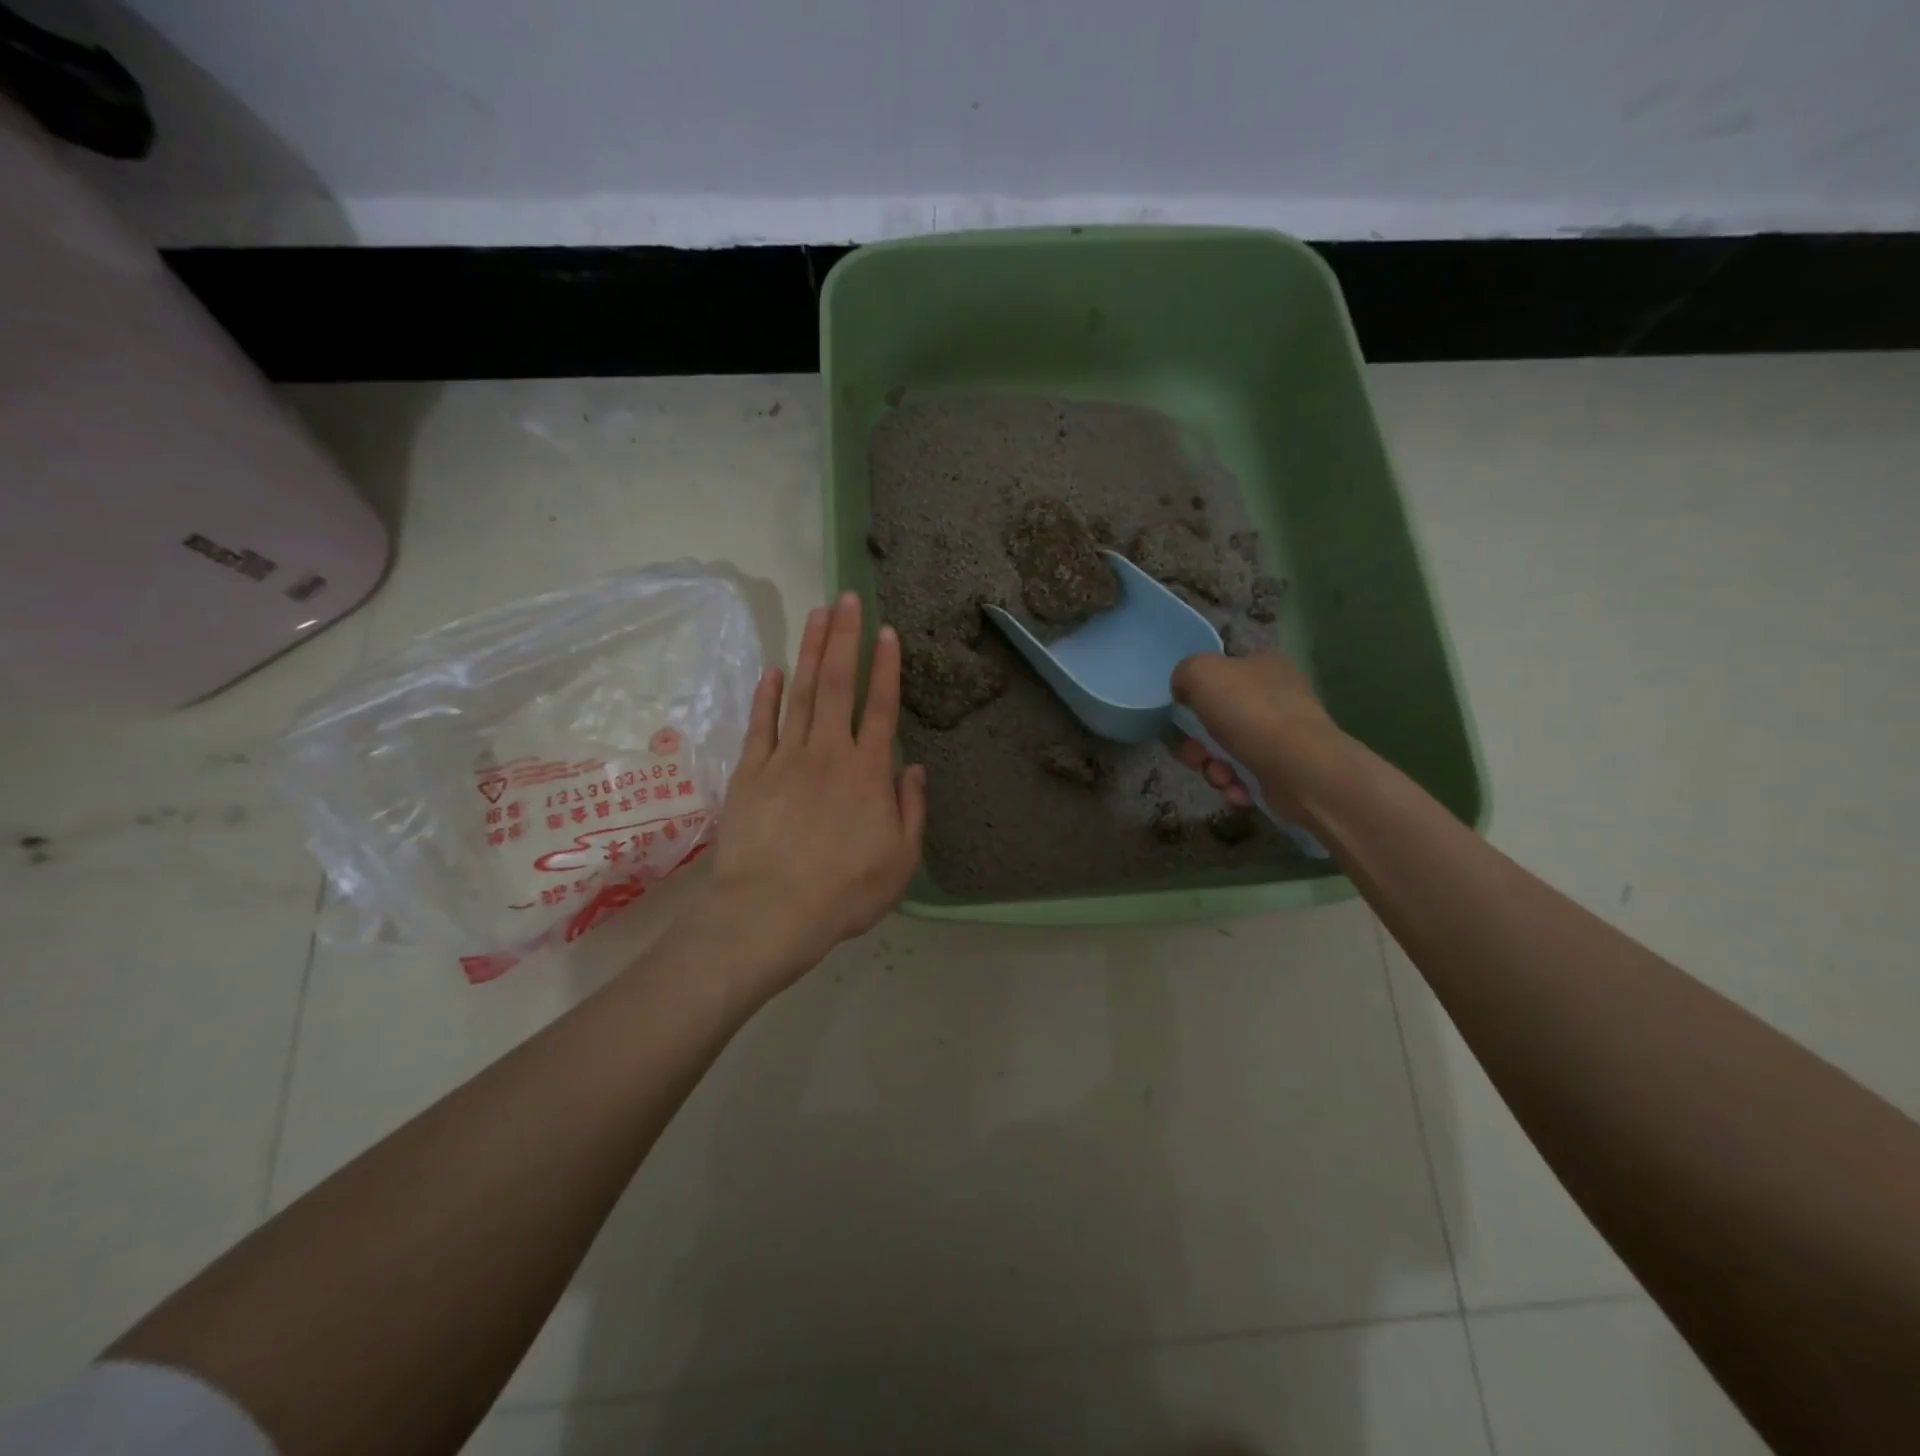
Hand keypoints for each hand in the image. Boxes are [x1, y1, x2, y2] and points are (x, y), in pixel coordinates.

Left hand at [699, 592, 925, 1003]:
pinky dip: (767, 696)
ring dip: (810, 652)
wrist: (772, 911)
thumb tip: (913, 767)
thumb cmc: (845, 891)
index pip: (880, 707)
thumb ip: (911, 808)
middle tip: (846, 598)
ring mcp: (785, 759)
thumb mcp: (901, 859)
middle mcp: (828, 753)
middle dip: (843, 638)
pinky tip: (773, 670)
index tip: (887, 631)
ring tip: (817, 614)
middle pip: (837, 685)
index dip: (886, 667)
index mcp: (867, 772)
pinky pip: (761, 725)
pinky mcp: (750, 773)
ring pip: (801, 693)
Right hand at [1170, 651, 1345, 822]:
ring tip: (1221, 777)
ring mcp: (1286, 736)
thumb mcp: (1201, 673)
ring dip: (1214, 767)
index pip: (1224, 674)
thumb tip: (1183, 691)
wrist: (1298, 768)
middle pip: (1220, 719)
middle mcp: (1279, 697)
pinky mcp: (1288, 771)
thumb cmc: (1249, 713)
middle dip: (1199, 742)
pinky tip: (1238, 789)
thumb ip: (1185, 673)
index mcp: (1265, 666)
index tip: (1184, 716)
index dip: (1197, 695)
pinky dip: (1236, 785)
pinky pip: (1247, 776)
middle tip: (1196, 754)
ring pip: (1229, 751)